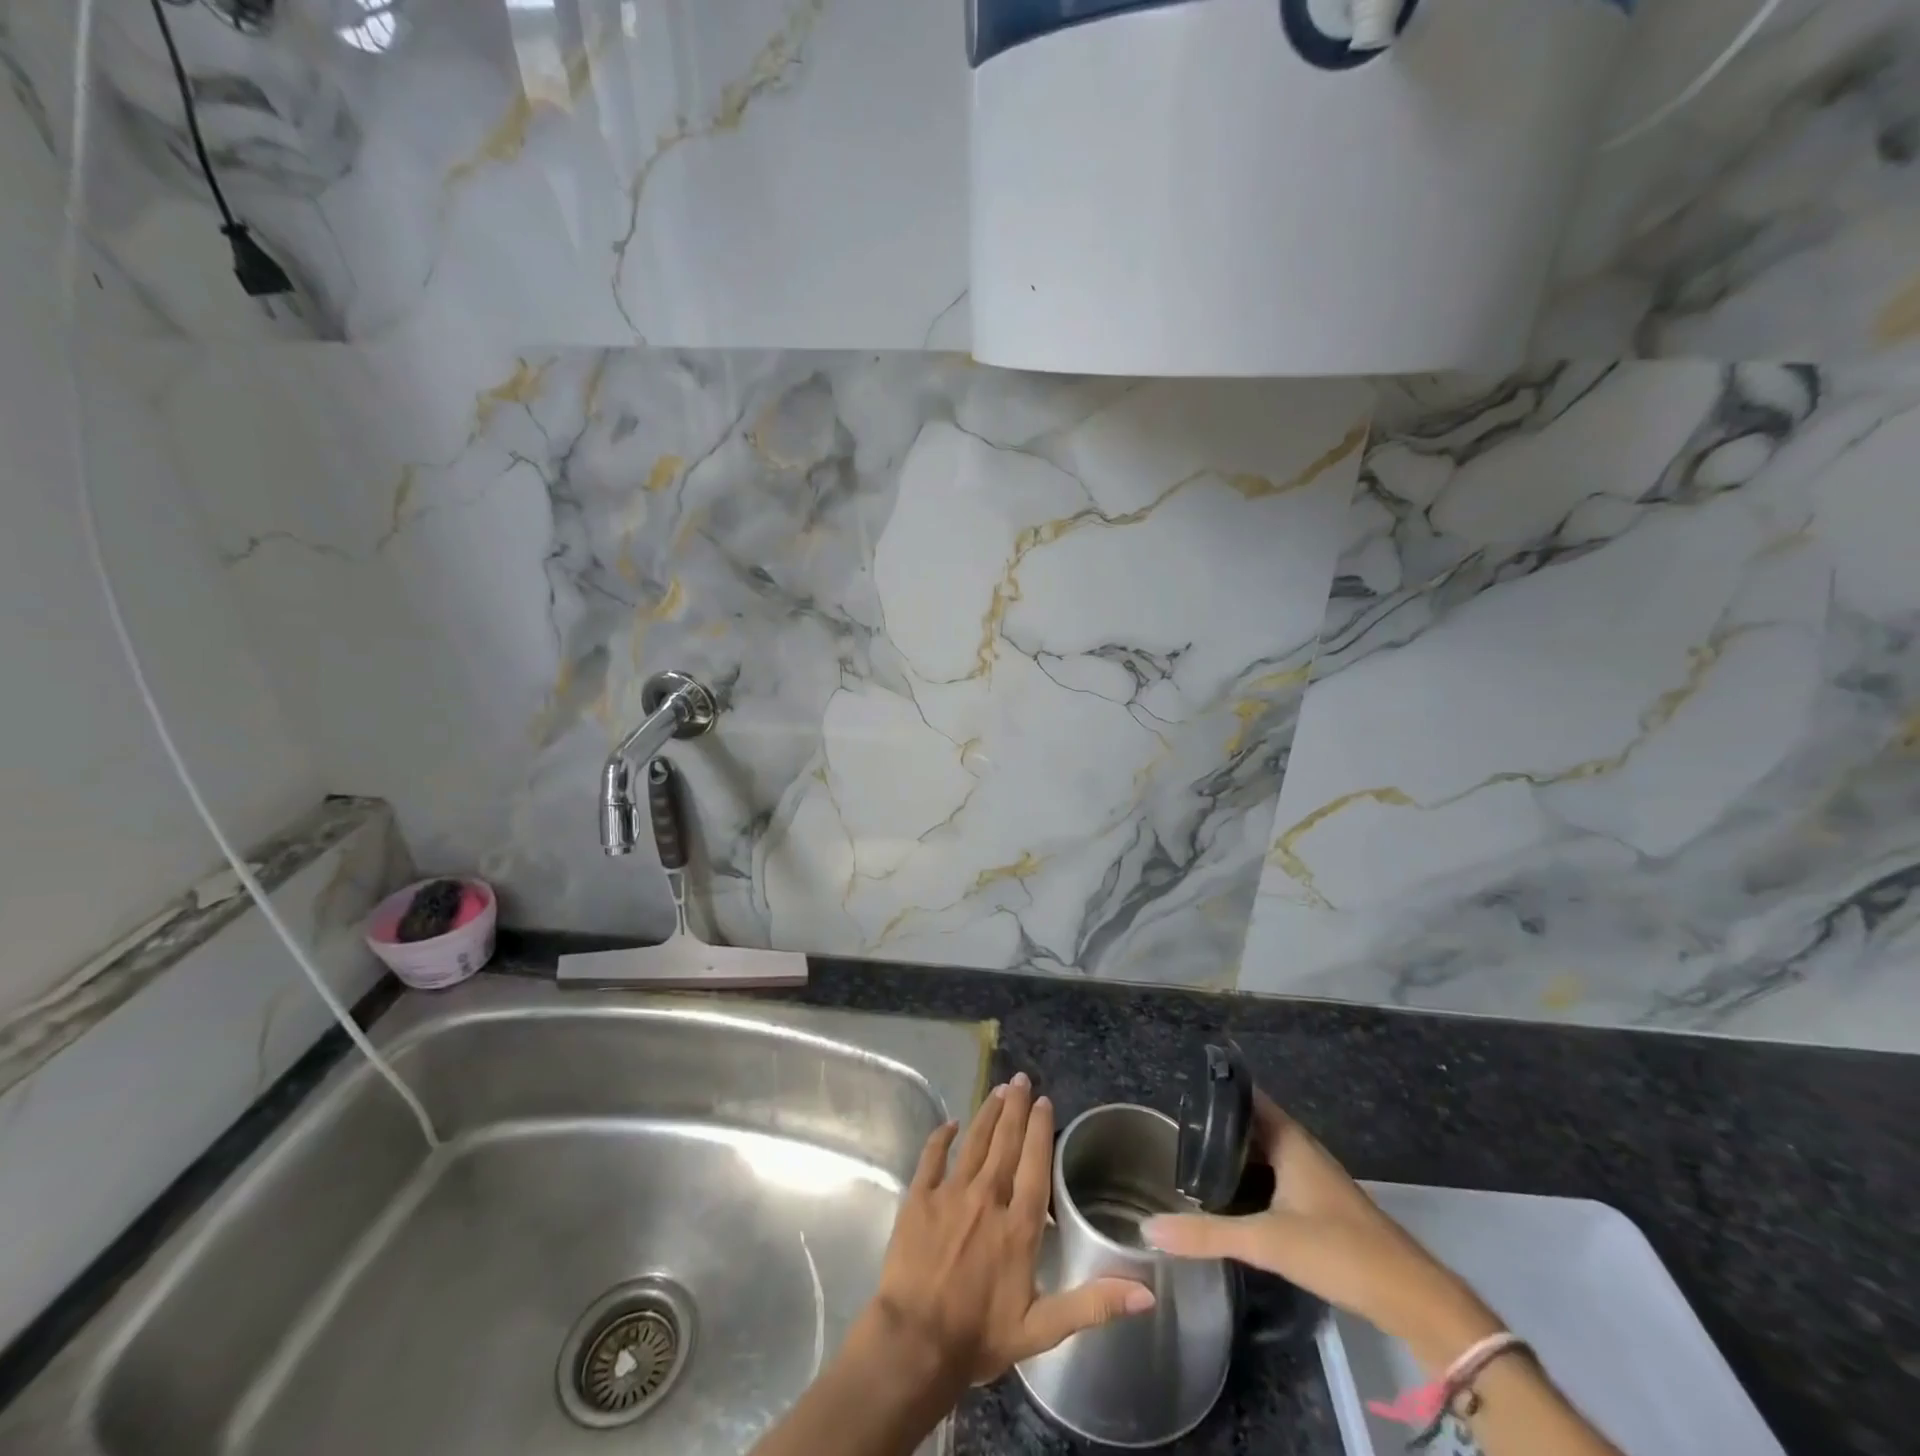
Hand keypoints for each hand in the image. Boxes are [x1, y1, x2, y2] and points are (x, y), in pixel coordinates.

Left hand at [855, 1073, 1155, 1392]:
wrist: (914, 1343)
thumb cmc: (978, 1337)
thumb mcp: (1042, 1330)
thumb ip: (1093, 1305)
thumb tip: (1146, 1291)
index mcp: (1018, 1226)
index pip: (1035, 1165)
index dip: (1040, 1130)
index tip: (1044, 1101)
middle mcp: (987, 1198)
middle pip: (1005, 1143)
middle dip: (1015, 1108)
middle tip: (1021, 1078)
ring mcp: (950, 1193)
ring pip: (973, 1142)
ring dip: (987, 1114)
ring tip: (998, 1090)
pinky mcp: (919, 1197)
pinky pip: (932, 1156)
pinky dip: (942, 1137)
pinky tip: (950, 1124)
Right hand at [1143, 1091, 1500, 1369]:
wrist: (1411, 1298)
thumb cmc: (1339, 1250)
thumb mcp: (1266, 1241)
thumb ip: (1207, 1233)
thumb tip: (1149, 1228)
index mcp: (1290, 1140)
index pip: (1247, 1096)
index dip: (1216, 1088)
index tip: (1180, 1087)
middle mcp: (1301, 1149)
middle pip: (1252, 1123)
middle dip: (1217, 1122)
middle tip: (1176, 1125)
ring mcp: (1313, 1177)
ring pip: (1264, 1151)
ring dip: (1234, 1151)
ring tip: (1192, 1155)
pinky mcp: (1320, 1206)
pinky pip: (1275, 1175)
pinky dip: (1250, 1176)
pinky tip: (1230, 1194)